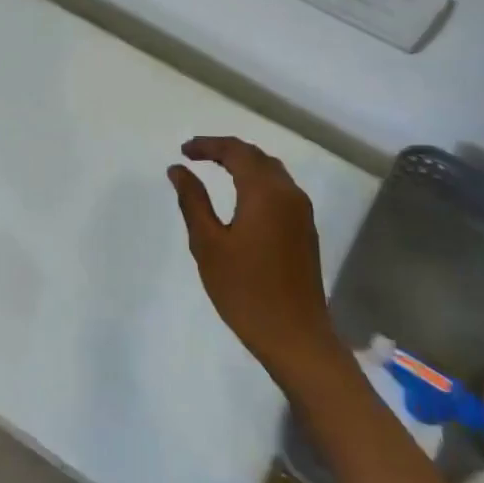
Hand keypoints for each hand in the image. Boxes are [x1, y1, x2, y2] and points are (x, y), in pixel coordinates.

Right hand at [167, 136, 344, 383]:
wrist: (296, 337)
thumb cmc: (246, 291)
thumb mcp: (208, 245)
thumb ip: (193, 201)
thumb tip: (178, 169)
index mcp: (265, 192)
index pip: (236, 151)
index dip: (208, 145)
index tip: (183, 151)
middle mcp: (288, 193)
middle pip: (256, 156)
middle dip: (225, 150)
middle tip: (195, 156)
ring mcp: (301, 212)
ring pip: (271, 171)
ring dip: (243, 164)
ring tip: (214, 170)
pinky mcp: (305, 230)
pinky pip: (280, 189)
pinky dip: (257, 181)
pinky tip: (240, 196)